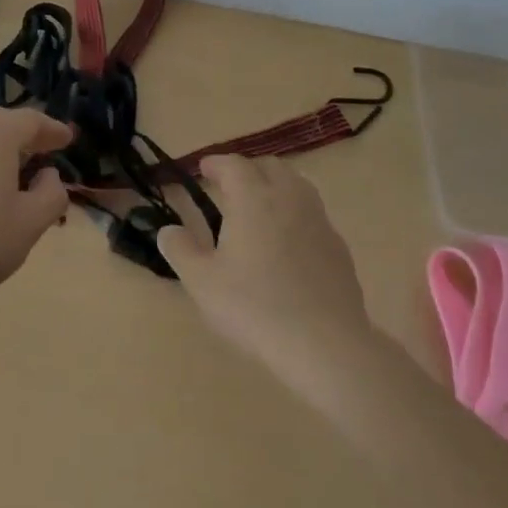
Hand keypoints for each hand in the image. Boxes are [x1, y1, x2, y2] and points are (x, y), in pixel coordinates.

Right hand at [157, 154, 375, 396]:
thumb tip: (168, 230)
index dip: (216, 163)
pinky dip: (296, 215)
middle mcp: (288, 198)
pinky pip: (313, 215)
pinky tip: (288, 243)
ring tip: (260, 208)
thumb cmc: (255, 306)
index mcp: (253, 197)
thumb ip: (180, 250)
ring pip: (297, 185)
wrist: (325, 344)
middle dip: (248, 170)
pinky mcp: (338, 247)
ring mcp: (319, 220)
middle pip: (270, 167)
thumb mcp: (202, 282)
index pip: (234, 165)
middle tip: (230, 187)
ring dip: (276, 187)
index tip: (204, 169)